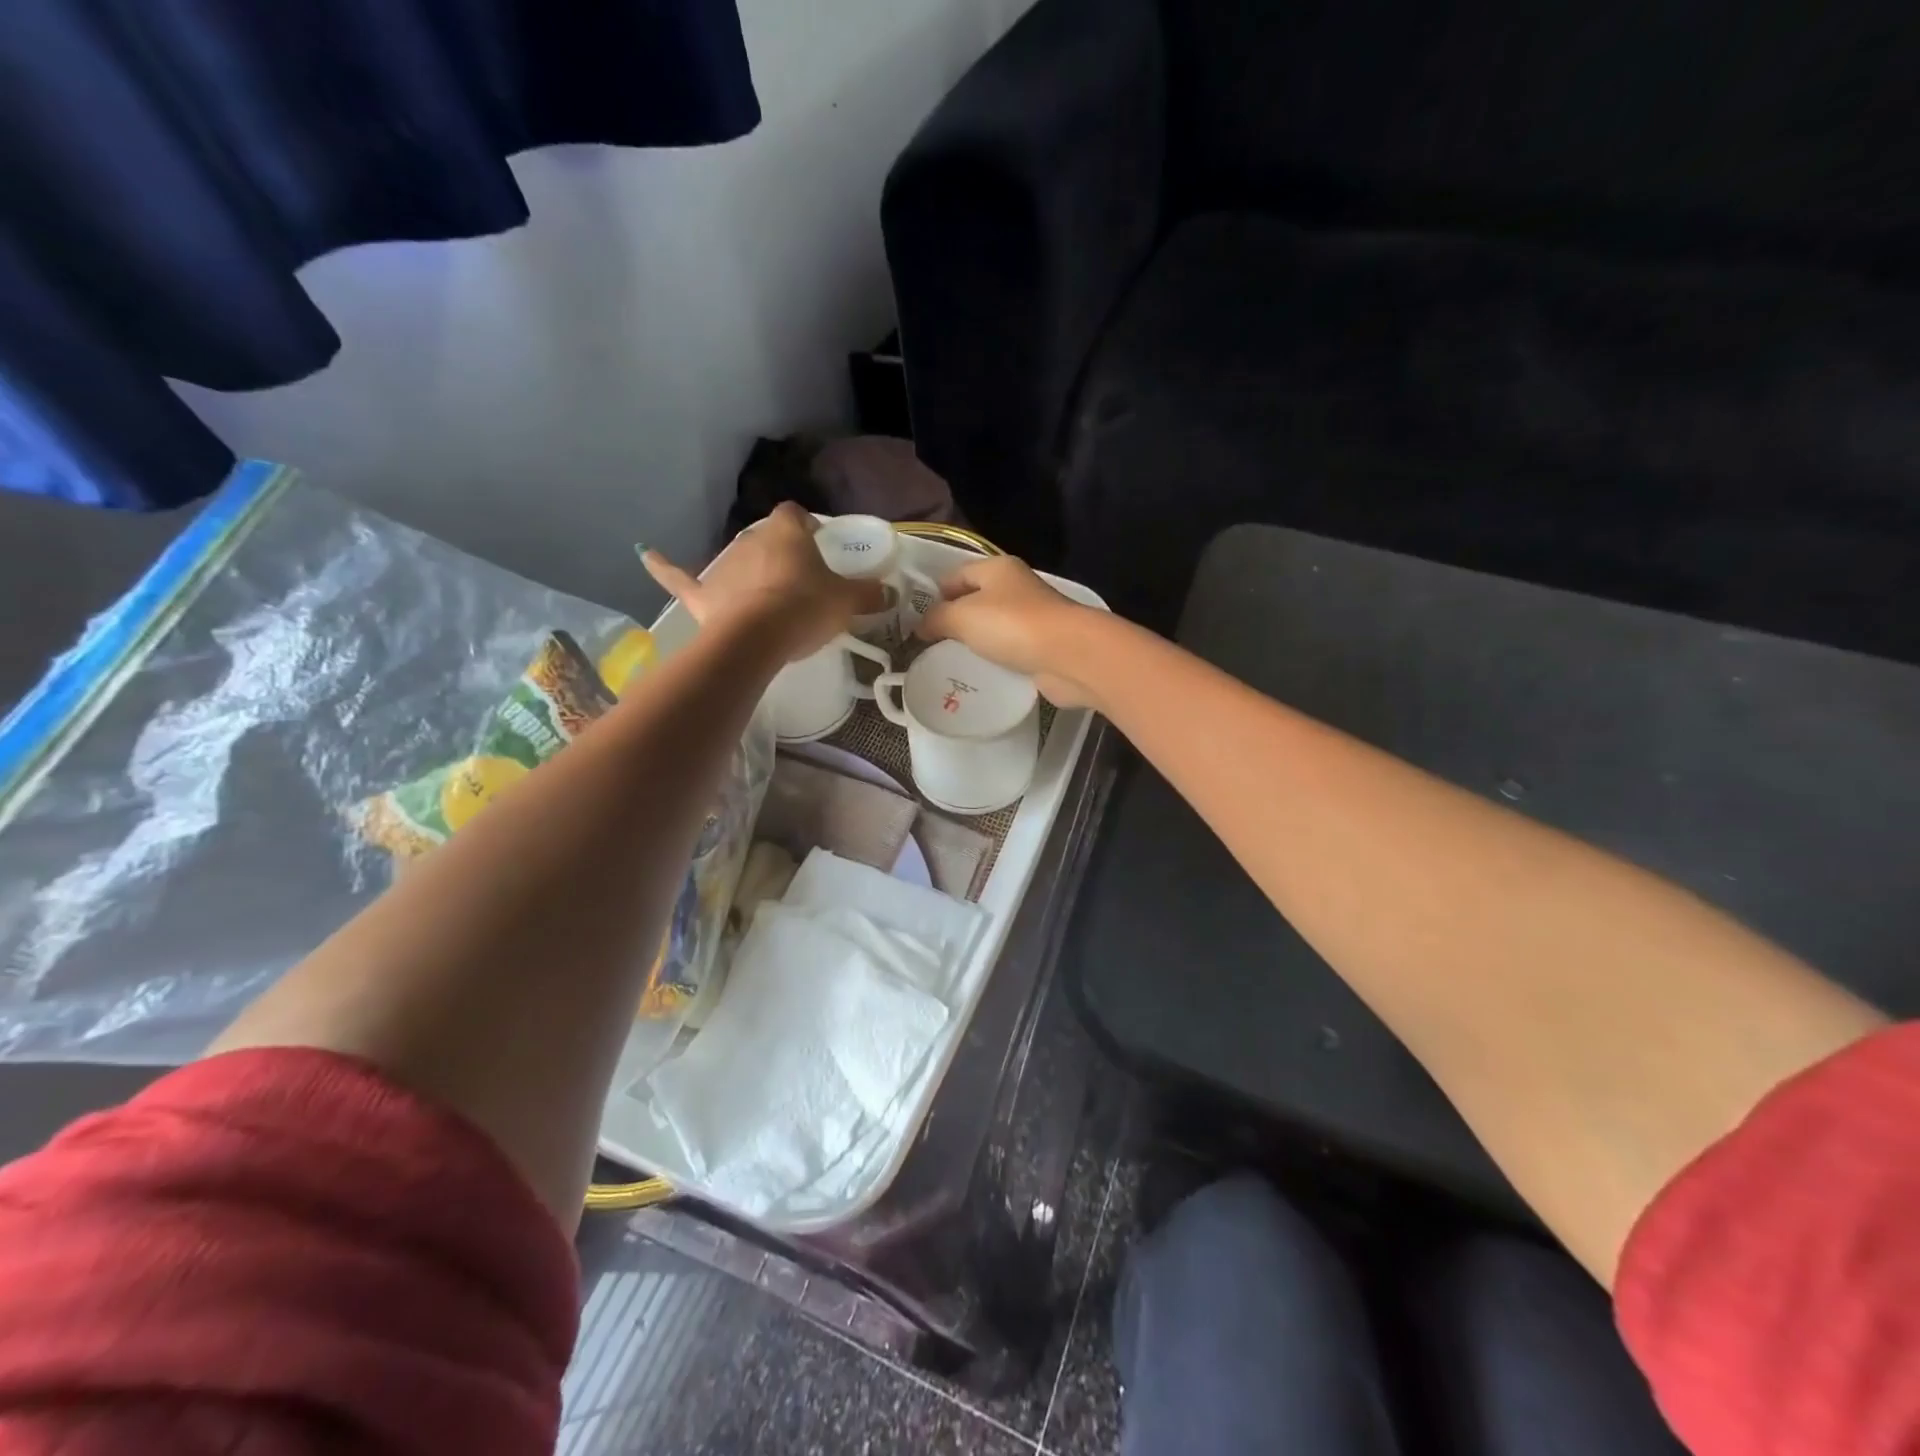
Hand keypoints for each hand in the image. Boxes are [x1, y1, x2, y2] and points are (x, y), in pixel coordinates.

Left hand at [641, 503, 880, 661]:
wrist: (758, 637)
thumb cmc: (806, 609)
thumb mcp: (847, 602)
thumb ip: (869, 594)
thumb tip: (891, 592)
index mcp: (787, 533)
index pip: (796, 515)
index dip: (806, 527)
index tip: (816, 542)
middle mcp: (752, 540)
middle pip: (766, 538)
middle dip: (778, 553)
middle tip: (797, 578)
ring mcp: (723, 566)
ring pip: (736, 559)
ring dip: (747, 569)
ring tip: (764, 593)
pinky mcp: (702, 594)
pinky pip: (679, 576)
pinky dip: (663, 566)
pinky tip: (647, 554)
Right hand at [915, 555, 1100, 706]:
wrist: (1069, 655)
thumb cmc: (1012, 625)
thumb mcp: (961, 616)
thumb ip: (936, 618)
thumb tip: (921, 625)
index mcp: (997, 567)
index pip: (956, 575)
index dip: (935, 594)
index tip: (917, 621)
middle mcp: (1016, 587)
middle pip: (976, 599)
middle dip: (954, 619)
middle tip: (931, 644)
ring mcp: (1033, 617)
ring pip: (994, 626)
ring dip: (976, 641)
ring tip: (951, 660)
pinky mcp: (1042, 645)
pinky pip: (1010, 648)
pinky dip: (996, 658)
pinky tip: (982, 672)